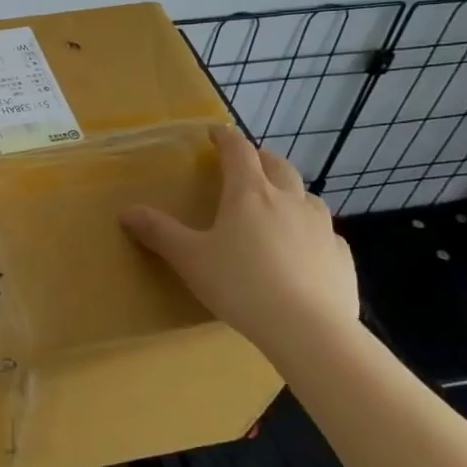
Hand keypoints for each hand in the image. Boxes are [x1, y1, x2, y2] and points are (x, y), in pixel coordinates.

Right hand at [120, 124, 357, 355]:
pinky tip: (306, 251)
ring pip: (307, 196)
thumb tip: (125, 211)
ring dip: (291, 192)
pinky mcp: (342, 258)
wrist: (310, 332)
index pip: (237, 150)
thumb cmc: (242, 285)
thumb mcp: (190, 259)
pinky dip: (314, 233)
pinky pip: (327, 235)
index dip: (224, 138)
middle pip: (277, 165)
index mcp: (249, 193)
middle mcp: (288, 200)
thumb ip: (158, 232)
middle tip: (247, 164)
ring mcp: (321, 228)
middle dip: (260, 158)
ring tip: (278, 205)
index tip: (214, 134)